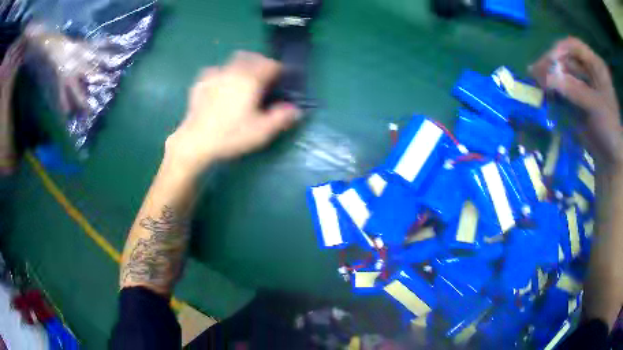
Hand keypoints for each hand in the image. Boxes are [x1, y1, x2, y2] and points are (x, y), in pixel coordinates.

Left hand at [165, 51, 300, 173]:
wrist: (196, 141)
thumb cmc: (231, 135)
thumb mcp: (261, 131)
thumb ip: (281, 117)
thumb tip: (295, 110)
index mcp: (251, 80)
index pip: (270, 64)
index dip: (278, 70)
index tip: (280, 79)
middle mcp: (233, 71)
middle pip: (252, 57)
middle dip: (261, 63)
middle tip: (264, 77)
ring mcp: (215, 75)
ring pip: (233, 60)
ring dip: (242, 65)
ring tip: (243, 80)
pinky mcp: (201, 83)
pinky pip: (215, 70)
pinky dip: (223, 73)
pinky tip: (221, 86)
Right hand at [530, 37, 621, 166]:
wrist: (612, 158)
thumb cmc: (609, 130)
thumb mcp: (595, 107)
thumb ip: (574, 90)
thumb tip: (546, 78)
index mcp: (596, 65)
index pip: (574, 46)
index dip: (561, 50)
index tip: (548, 63)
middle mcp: (589, 69)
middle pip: (567, 58)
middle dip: (552, 64)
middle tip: (535, 72)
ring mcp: (584, 83)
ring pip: (564, 72)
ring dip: (551, 75)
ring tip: (536, 80)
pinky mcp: (579, 98)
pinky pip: (564, 87)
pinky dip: (555, 88)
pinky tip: (544, 90)